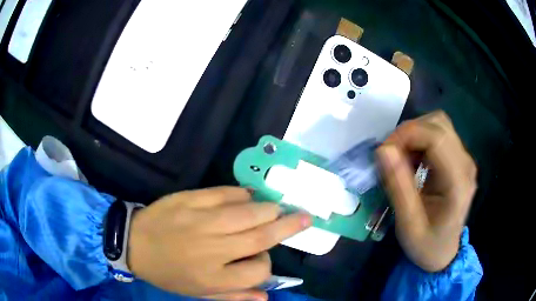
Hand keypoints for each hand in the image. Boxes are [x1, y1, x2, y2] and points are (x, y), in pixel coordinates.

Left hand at [128, 187, 310, 299]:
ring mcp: (203, 221)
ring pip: (250, 213)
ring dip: (270, 209)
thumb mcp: (198, 293)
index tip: (262, 258)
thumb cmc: (167, 273)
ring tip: (280, 207)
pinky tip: (248, 197)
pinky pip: (226, 193)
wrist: (134, 243)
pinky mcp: (191, 200)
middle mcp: (214, 248)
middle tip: (305, 216)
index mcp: (214, 276)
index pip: (259, 270)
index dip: (267, 264)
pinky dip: (243, 194)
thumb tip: (267, 297)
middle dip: (289, 226)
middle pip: (262, 237)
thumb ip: (234, 295)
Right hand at [376, 111, 476, 271]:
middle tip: (390, 155)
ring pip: (438, 124)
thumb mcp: (408, 224)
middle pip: (438, 124)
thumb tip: (383, 150)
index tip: (384, 152)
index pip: (436, 137)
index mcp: (458, 182)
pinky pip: (438, 134)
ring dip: (414, 134)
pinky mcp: (458, 159)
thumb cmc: (427, 244)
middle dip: (409, 132)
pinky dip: (420, 140)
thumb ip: (398, 187)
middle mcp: (465, 163)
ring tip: (401, 158)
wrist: (443, 252)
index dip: (407, 135)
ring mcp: (464, 159)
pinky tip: (412, 159)